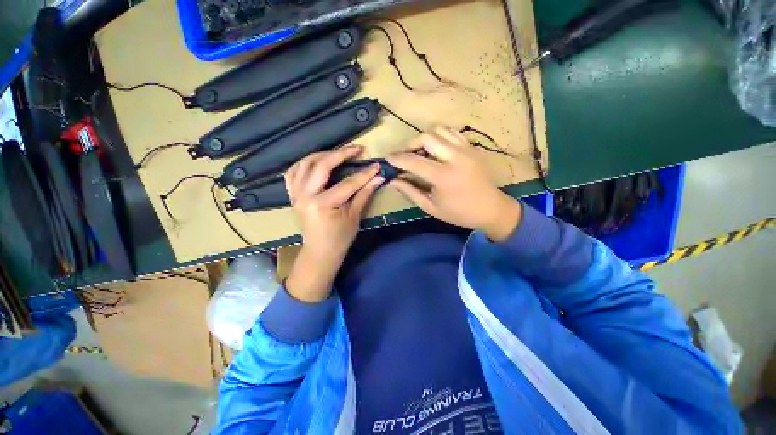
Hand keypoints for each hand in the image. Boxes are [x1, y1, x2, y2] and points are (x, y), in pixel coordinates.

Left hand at [284, 145, 382, 301]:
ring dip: (322, 155)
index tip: (376, 165)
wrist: (320, 252)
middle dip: (341, 154)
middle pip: (322, 165)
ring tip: (338, 153)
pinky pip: (292, 173)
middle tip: (357, 149)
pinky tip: (315, 162)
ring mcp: (296, 195)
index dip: (364, 173)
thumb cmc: (340, 238)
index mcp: (323, 204)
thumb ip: (364, 194)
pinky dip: (303, 163)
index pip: (348, 183)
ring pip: (304, 164)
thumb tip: (378, 178)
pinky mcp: (292, 196)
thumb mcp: (354, 217)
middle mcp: (306, 196)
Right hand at [386, 127, 521, 241]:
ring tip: (420, 151)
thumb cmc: (459, 213)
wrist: (491, 209)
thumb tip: (392, 181)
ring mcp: (466, 149)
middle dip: (410, 144)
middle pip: (426, 137)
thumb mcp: (431, 207)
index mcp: (443, 176)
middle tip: (405, 155)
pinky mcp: (472, 147)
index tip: (387, 158)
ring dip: (425, 138)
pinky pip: (452, 133)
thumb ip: (410, 191)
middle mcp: (455, 157)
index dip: (397, 158)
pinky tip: (436, 149)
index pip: (414, 161)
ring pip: (439, 130)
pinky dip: (439, 136)